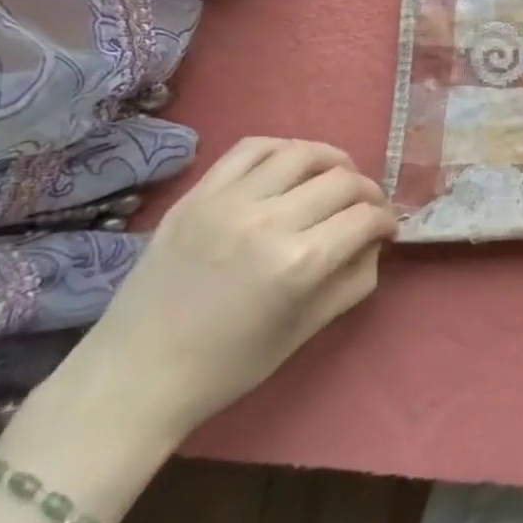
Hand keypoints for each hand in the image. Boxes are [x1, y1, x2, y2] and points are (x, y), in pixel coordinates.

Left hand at [63, 138, 396, 442]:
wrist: (136, 374)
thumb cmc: (229, 365)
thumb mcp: (308, 330)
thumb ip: (354, 279)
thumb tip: (375, 241)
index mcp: (299, 263)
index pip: (366, 217)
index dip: (387, 221)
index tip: (387, 230)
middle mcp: (268, 221)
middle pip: (342, 180)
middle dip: (368, 191)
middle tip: (367, 208)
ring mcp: (228, 201)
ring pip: (301, 153)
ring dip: (333, 161)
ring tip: (336, 177)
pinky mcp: (197, 194)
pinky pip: (251, 147)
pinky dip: (283, 148)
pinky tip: (292, 165)